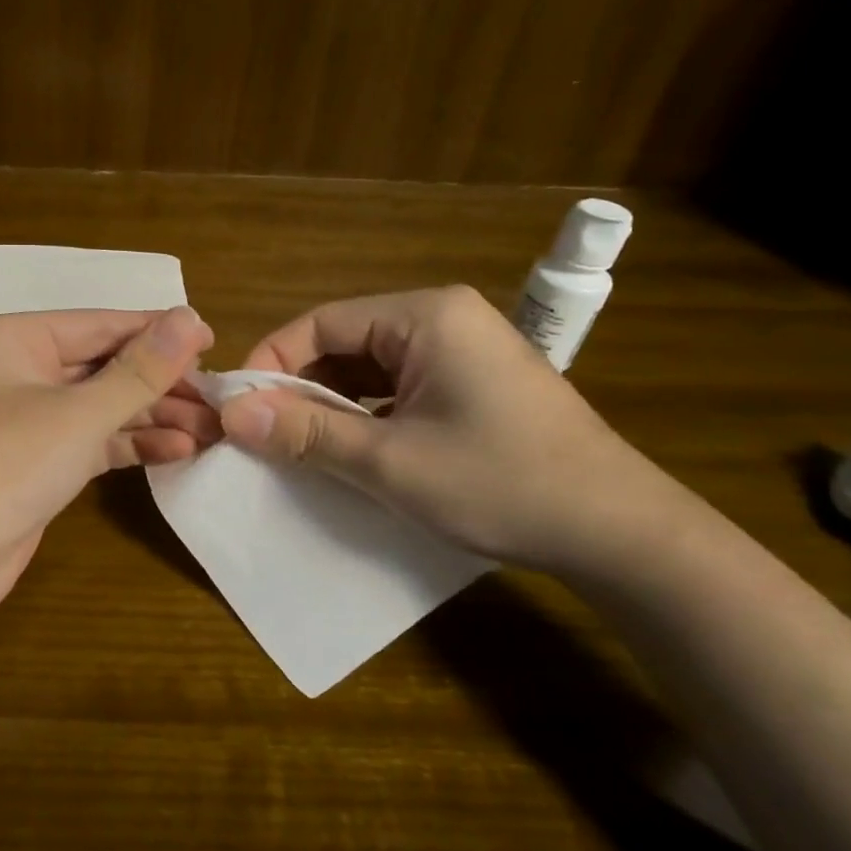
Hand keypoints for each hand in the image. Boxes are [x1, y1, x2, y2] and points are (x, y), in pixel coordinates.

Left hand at [0, 306, 218, 627]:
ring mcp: (26, 419)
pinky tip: (179, 451)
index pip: (100, 324)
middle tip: (219, 398)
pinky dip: (130, 445)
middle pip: (103, 366)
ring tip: (212, 429)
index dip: (158, 332)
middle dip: (160, 383)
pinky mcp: (37, 462)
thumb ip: (140, 369)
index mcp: (14, 339)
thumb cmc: (4, 466)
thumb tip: (192, 318)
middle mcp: (17, 371)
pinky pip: (91, 441)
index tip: (215, 342)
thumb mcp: (79, 413)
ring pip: (101, 406)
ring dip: (153, 417)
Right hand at [220, 286, 684, 574]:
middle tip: (261, 434)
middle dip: (299, 388)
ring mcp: (462, 352)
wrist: (620, 534)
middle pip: (343, 342)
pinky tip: (347, 451)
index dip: (271, 362)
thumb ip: (306, 432)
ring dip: (329, 405)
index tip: (239, 408)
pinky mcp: (471, 385)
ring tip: (295, 447)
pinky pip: (397, 389)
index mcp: (426, 316)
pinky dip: (364, 416)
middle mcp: (442, 320)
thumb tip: (230, 413)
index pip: (321, 322)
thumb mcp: (389, 462)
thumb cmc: (501, 484)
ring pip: (367, 369)